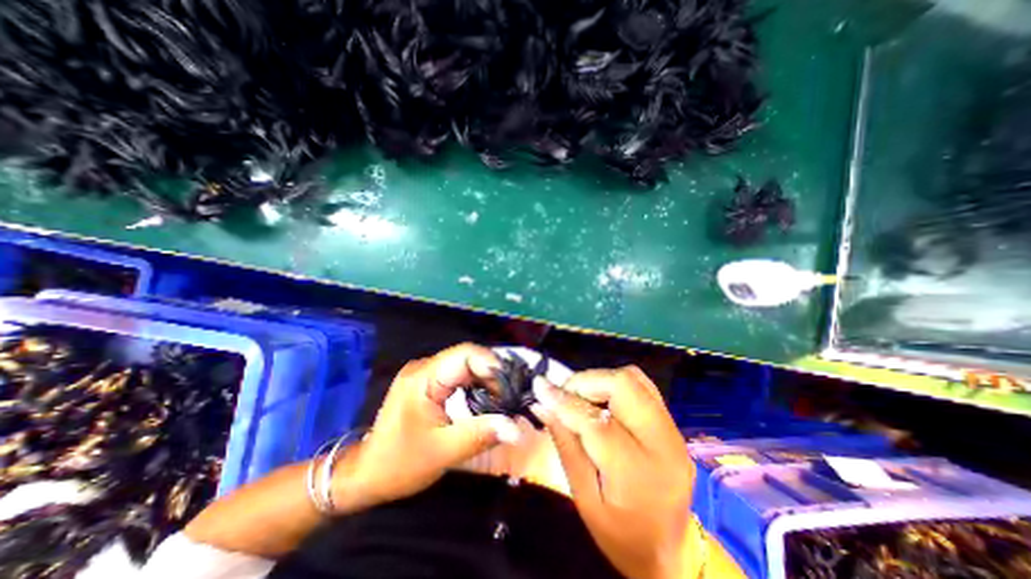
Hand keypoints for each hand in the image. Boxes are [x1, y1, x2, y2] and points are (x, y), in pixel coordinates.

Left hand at [333, 344, 519, 510]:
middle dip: (493, 375)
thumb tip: (517, 429)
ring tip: (504, 399)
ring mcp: (426, 374)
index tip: (512, 387)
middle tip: (511, 397)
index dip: (492, 365)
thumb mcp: (443, 452)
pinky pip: (459, 376)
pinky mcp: (429, 384)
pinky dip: (476, 386)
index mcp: (424, 377)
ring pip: (466, 366)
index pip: (465, 354)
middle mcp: (425, 368)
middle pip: (468, 358)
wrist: (366, 474)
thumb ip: (480, 435)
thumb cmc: (399, 464)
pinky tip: (487, 400)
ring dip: (486, 381)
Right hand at [532, 366, 701, 578]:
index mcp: (638, 473)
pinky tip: (601, 401)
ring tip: (581, 398)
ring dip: (600, 380)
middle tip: (564, 394)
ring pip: (634, 378)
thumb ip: (564, 445)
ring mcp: (672, 430)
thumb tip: (542, 404)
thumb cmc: (621, 536)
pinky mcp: (673, 424)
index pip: (596, 421)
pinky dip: (616, 384)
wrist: (671, 555)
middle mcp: (663, 443)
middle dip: (586, 381)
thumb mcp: (584, 499)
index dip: (564, 400)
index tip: (539, 386)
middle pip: (623, 385)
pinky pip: (642, 386)